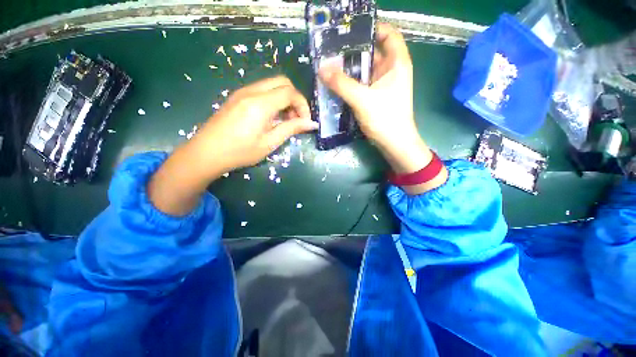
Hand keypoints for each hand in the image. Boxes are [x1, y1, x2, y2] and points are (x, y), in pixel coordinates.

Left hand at [148, 76, 316, 215]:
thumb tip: (312, 123)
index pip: (290, 92)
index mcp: (260, 103)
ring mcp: (242, 92)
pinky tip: (271, 118)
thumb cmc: (240, 152)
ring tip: (284, 121)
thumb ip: (291, 129)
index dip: (303, 105)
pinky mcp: (237, 97)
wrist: (206, 153)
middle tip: (296, 119)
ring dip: (284, 99)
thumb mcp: (269, 143)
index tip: (305, 121)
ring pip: (272, 85)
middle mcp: (251, 91)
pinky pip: (262, 90)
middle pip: (282, 82)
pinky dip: (273, 100)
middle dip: (294, 98)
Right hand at [318, 23, 446, 193]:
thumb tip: (322, 69)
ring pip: (365, 70)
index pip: (388, 34)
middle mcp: (391, 71)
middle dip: (353, 50)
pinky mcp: (375, 97)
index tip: (350, 30)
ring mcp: (382, 85)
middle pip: (372, 52)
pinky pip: (361, 84)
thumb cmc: (385, 119)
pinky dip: (350, 83)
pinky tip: (337, 84)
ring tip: (329, 66)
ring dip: (349, 69)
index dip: (372, 28)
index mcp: (397, 63)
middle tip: (331, 50)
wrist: (393, 143)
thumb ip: (342, 84)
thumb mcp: (362, 99)